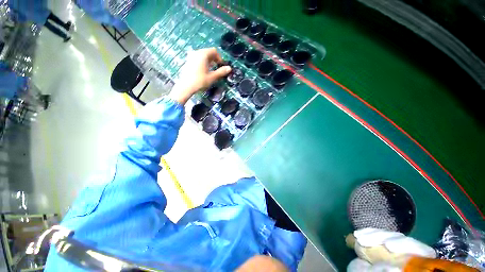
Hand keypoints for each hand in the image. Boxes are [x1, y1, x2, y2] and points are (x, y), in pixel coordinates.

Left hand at [170, 48, 231, 104]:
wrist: (185, 86)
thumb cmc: (200, 81)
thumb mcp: (212, 77)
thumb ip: (221, 72)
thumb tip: (229, 68)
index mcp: (203, 54)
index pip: (214, 51)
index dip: (219, 57)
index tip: (221, 65)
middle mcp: (196, 52)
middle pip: (208, 52)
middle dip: (214, 59)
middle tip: (216, 68)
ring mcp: (191, 56)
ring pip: (202, 55)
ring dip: (208, 61)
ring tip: (210, 70)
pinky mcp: (188, 61)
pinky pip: (197, 58)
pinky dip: (202, 62)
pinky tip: (203, 71)